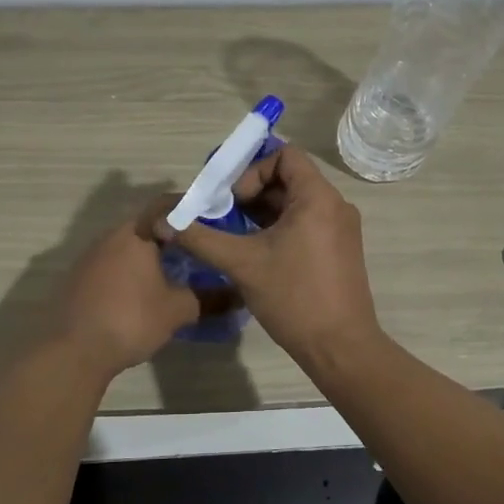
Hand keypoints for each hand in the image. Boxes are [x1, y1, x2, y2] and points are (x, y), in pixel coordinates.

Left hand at [50, 197, 202, 376]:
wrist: (74, 351)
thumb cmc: (131, 320)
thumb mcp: (177, 310)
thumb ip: (208, 299)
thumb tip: (236, 296)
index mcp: (136, 233)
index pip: (167, 205)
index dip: (190, 209)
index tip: (211, 220)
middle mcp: (111, 236)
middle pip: (147, 224)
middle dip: (172, 234)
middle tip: (198, 248)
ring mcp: (91, 256)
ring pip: (128, 244)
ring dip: (150, 253)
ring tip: (175, 270)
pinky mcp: (79, 277)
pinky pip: (113, 263)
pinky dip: (131, 269)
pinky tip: (143, 291)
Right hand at [156, 144, 382, 368]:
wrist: (340, 348)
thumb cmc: (294, 297)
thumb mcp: (241, 264)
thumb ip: (201, 238)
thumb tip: (164, 222)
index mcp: (318, 198)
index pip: (285, 156)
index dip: (253, 170)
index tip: (233, 200)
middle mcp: (335, 206)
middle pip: (289, 178)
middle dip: (252, 193)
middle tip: (223, 216)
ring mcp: (340, 229)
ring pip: (295, 203)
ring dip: (262, 212)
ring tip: (233, 234)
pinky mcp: (339, 250)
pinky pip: (306, 223)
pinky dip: (279, 228)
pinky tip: (255, 252)